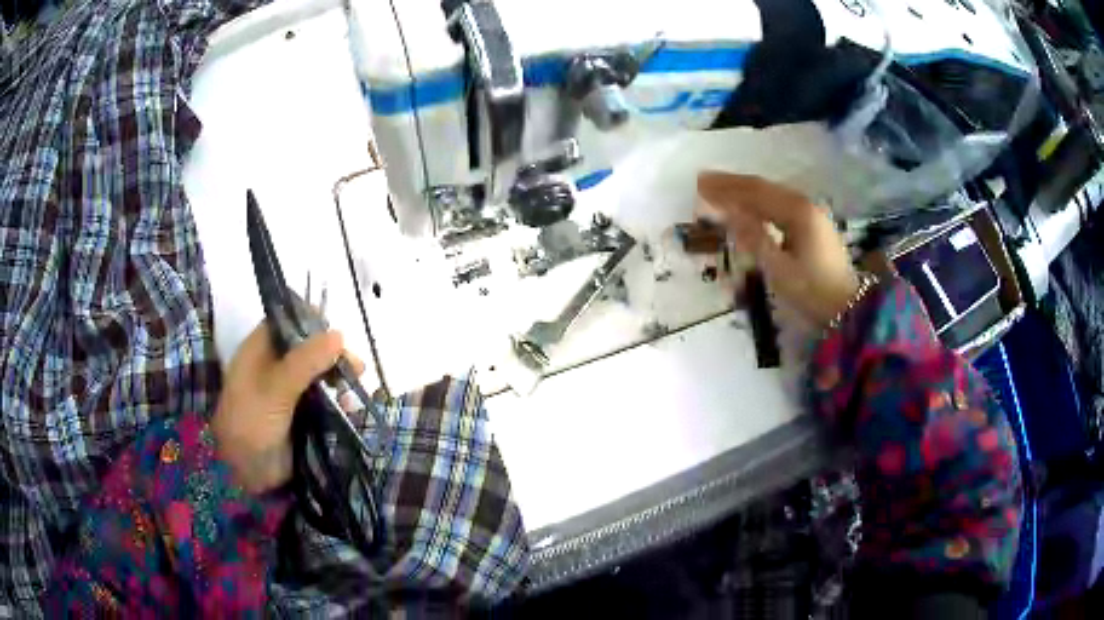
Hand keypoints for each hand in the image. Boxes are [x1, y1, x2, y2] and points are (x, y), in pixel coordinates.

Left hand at [212, 323, 357, 493]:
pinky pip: (324, 400)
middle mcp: (275, 365)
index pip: (287, 321)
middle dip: (333, 355)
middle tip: (355, 367)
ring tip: (354, 389)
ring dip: (339, 379)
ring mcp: (288, 390)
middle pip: (309, 347)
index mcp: (260, 349)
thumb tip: (340, 335)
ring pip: (319, 374)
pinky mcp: (301, 414)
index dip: (311, 321)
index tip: (336, 333)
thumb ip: (306, 361)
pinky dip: (338, 401)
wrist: (244, 473)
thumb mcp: (276, 388)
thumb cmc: (251, 422)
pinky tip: (350, 408)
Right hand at [698, 172, 858, 327]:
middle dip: (732, 184)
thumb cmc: (813, 292)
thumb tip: (728, 212)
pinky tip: (748, 204)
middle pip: (763, 187)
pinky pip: (779, 203)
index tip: (699, 183)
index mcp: (797, 212)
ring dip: (744, 190)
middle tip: (703, 181)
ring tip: (719, 189)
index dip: (726, 187)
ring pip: (772, 193)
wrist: (848, 309)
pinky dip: (759, 201)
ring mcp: (811, 212)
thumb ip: (753, 238)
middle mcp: (805, 204)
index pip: (755, 192)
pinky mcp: (814, 224)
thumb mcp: (780, 270)